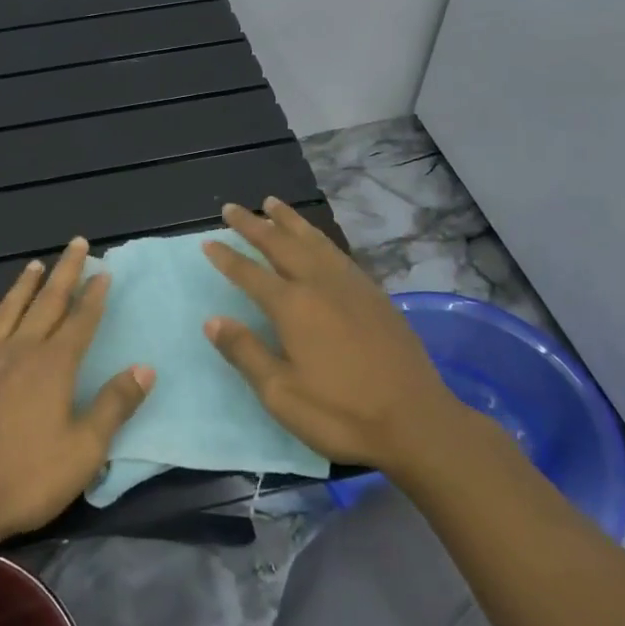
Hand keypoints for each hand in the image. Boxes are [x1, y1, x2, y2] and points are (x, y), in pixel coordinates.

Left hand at [0, 238, 154, 546]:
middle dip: (65, 272)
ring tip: (36, 264)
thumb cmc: (28, 478)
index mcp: (53, 366)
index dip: (95, 295)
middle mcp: (21, 351)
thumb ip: (114, 405)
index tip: (104, 271)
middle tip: (77, 244)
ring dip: (25, 285)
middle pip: (47, 303)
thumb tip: (145, 368)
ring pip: (9, 310)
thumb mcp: (85, 450)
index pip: (81, 320)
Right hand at [201, 200, 463, 476]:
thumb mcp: (281, 393)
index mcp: (293, 306)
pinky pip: (337, 252)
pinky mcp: (375, 295)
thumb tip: (213, 320)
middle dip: (253, 225)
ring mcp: (351, 286)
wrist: (416, 422)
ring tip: (271, 203)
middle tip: (231, 207)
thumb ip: (245, 352)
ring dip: (288, 220)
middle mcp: (320, 284)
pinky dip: (318, 237)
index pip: (250, 273)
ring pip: (313, 240)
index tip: (207, 241)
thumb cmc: (341, 414)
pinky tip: (316, 240)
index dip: (227, 257)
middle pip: (280, 244)